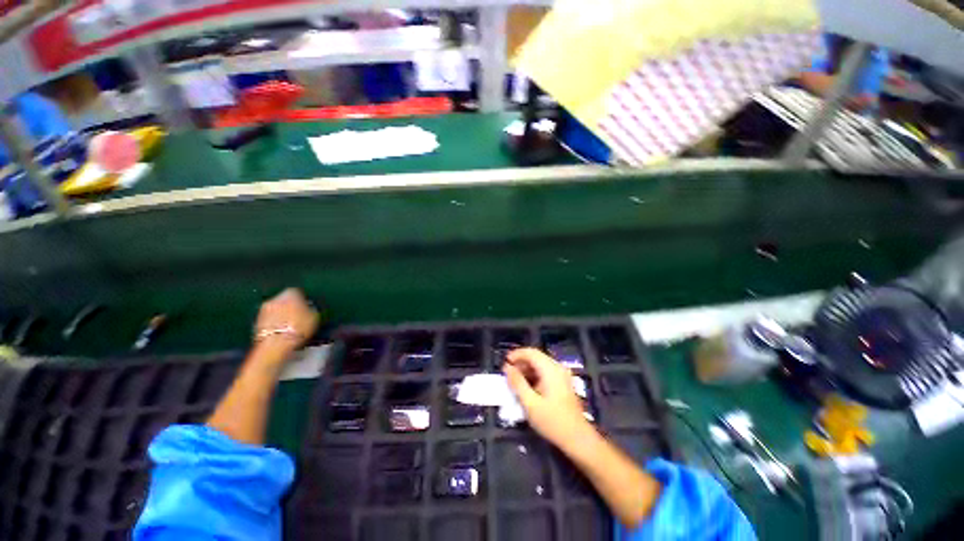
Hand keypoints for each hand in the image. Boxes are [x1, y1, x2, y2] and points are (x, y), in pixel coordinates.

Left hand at [254, 288, 318, 354]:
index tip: (307, 307)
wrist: (275, 344)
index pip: (297, 292)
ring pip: (276, 309)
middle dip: (290, 306)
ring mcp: (264, 310)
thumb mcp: (314, 317)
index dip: (302, 299)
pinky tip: (281, 331)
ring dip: (281, 314)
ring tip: (289, 325)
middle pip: (284, 300)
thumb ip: (311, 309)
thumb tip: (310, 308)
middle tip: (298, 316)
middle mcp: (275, 298)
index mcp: (290, 294)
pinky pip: (269, 319)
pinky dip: (274, 322)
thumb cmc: (299, 328)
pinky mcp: (256, 322)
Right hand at [503, 348, 595, 449]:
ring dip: (527, 369)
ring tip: (515, 381)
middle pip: (536, 357)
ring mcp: (562, 375)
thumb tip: (507, 367)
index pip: (531, 352)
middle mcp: (557, 367)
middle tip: (508, 374)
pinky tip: (527, 387)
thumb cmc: (552, 421)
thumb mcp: (530, 403)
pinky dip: (534, 375)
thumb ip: (517, 383)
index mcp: (550, 369)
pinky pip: (546, 372)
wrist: (578, 439)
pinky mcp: (563, 383)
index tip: (504, 363)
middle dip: (520, 363)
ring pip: (541, 364)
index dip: (516, 354)